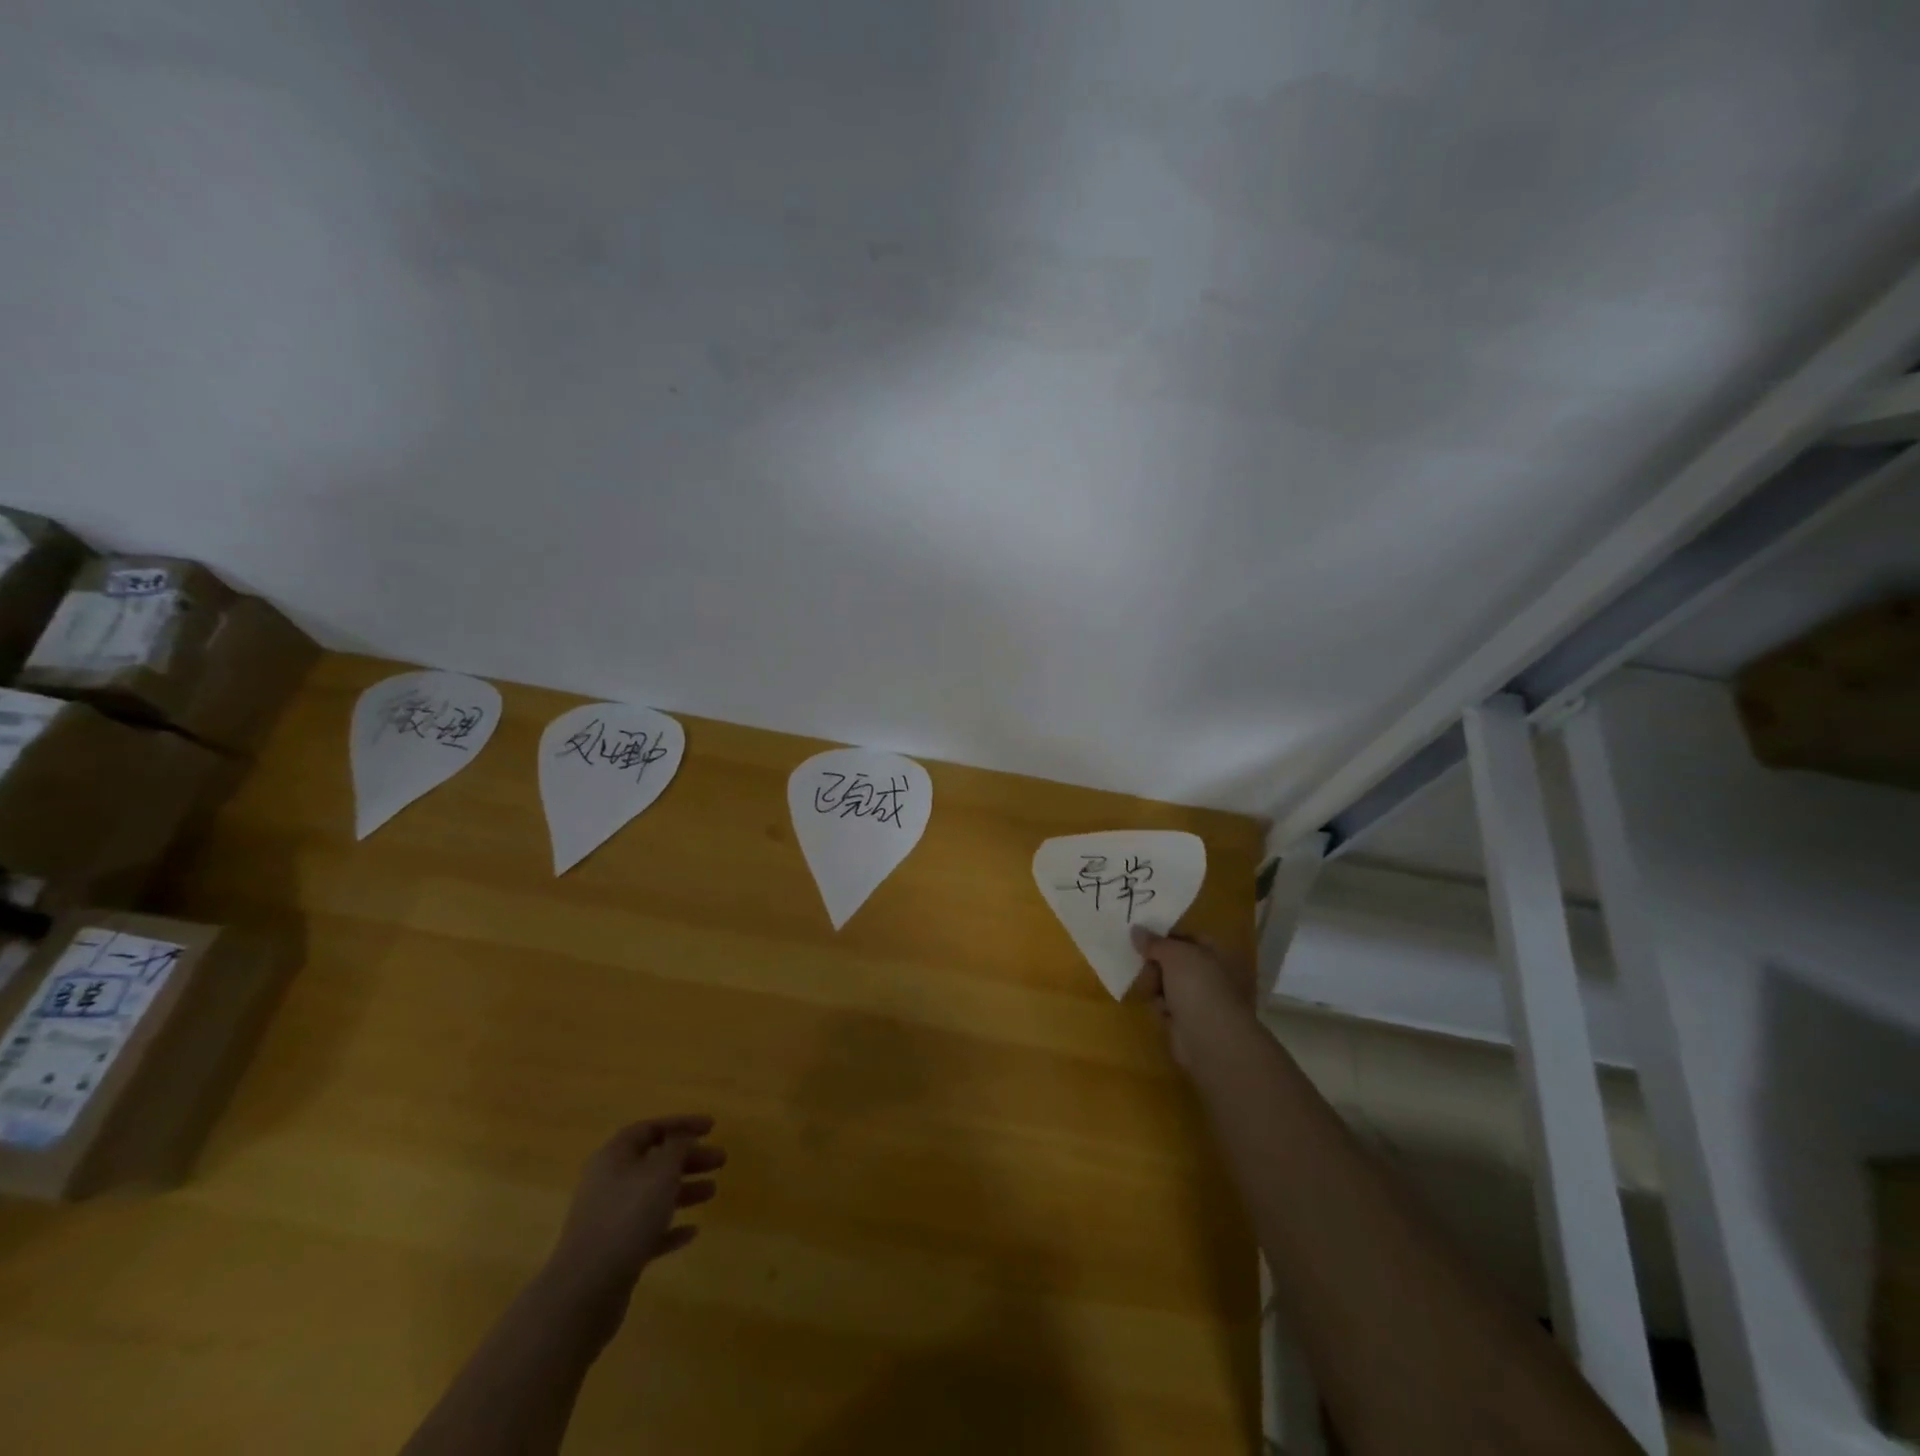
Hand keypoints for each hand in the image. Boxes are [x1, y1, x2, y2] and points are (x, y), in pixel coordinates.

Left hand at [543, 1116, 725, 1326]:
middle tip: (720, 1160)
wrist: (584, 1291)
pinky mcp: (614, 1252)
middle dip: (688, 1158)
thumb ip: (677, 1147)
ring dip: (683, 1190)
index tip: (712, 1127)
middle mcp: (609, 1182)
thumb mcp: (660, 1171)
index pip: (651, 1128)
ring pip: (652, 1196)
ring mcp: (609, 1219)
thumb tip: (681, 1137)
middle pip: (654, 1161)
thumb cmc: (627, 1217)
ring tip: (712, 1192)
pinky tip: (692, 1232)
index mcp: (615, 1156)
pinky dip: (669, 1228)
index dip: (682, 1124)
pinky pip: (647, 1231)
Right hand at [1130, 927, 1253, 1067]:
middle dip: (1156, 962)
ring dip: (1155, 984)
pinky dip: (1160, 1005)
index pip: (1188, 937)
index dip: (1166, 936)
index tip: (1142, 936)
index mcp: (1216, 954)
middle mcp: (1211, 974)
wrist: (1209, 1039)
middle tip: (1141, 962)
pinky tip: (1159, 1008)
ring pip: (1168, 983)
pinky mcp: (1187, 1021)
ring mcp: (1200, 999)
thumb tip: (1136, 930)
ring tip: (1148, 987)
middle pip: (1175, 961)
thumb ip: (1154, 942)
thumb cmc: (1197, 987)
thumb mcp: (1174, 954)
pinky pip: (1167, 1005)